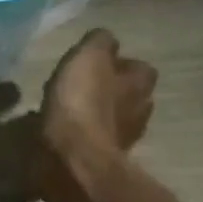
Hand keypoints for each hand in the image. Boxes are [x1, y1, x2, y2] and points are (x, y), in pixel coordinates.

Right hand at [35, 29, 157, 186]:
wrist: (73, 160)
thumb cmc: (82, 103)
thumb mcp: (88, 58)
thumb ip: (99, 42)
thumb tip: (106, 40)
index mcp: (139, 84)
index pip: (139, 67)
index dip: (119, 64)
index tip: (96, 64)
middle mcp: (139, 111)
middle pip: (129, 95)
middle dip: (111, 91)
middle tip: (82, 87)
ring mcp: (123, 140)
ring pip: (113, 120)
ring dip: (96, 115)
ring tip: (68, 111)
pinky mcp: (102, 161)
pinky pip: (94, 142)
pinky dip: (82, 136)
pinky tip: (62, 133)